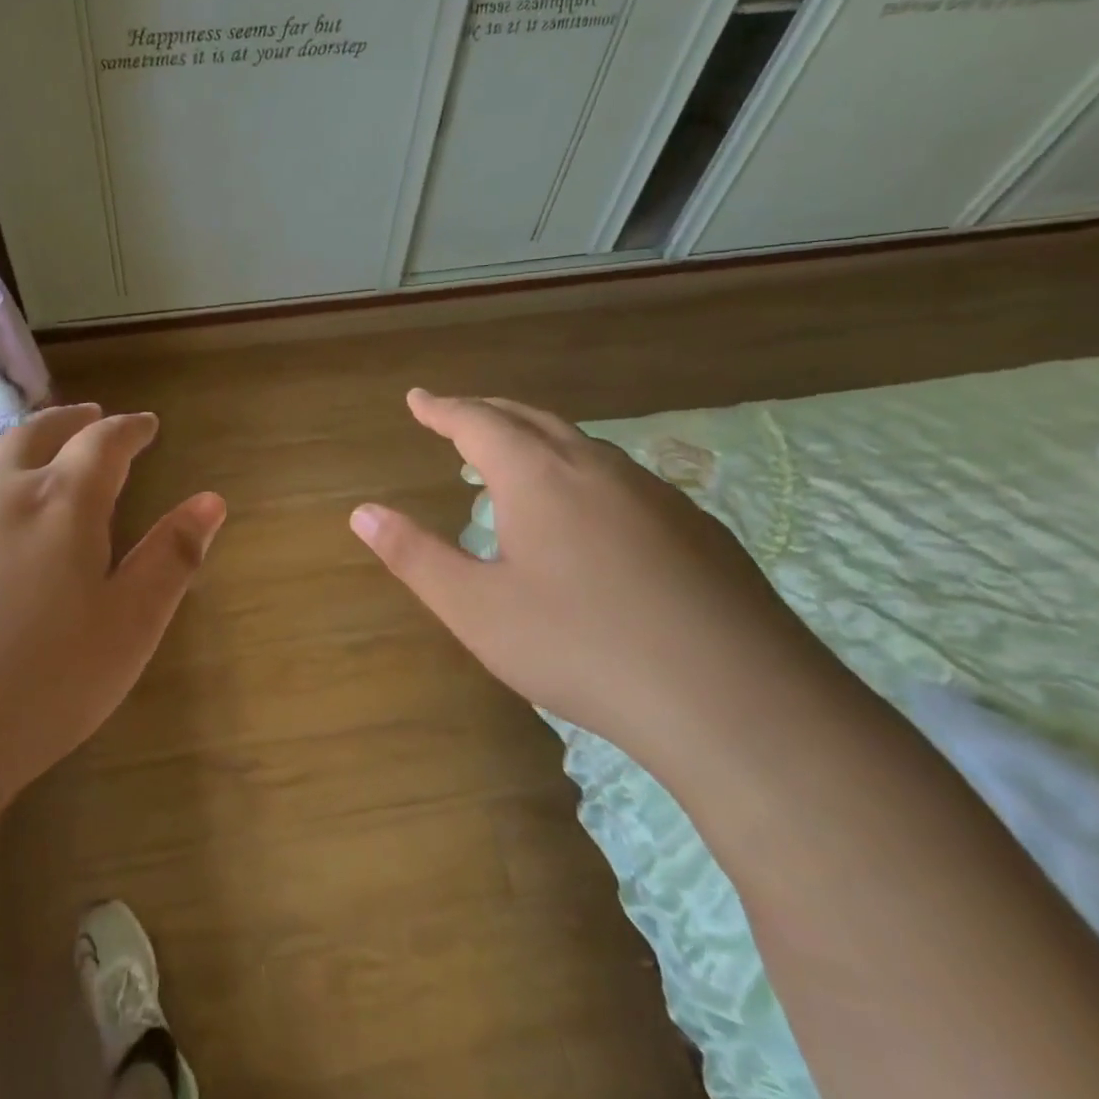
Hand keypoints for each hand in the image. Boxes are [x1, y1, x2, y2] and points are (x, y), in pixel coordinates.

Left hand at [0, 404, 225, 822]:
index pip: (104, 444)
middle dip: (68, 421)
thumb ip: (172, 558)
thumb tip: (210, 500)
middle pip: (33, 434)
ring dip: (1, 445)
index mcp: (59, 505)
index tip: (146, 424)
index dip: (129, 429)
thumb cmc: (36, 691)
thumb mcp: (129, 629)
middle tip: (86, 416)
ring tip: (15, 447)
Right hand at [350, 390, 820, 758]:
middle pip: (531, 419)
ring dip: (537, 440)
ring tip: (514, 461)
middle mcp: (595, 467)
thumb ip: (415, 556)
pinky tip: (590, 514)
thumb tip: (362, 512)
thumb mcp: (477, 610)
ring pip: (582, 445)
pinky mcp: (697, 527)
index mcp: (538, 476)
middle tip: (457, 416)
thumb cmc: (582, 648)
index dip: (442, 409)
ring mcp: (654, 493)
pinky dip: (582, 473)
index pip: (477, 422)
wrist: (736, 699)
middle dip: (486, 412)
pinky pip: (621, 478)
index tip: (418, 399)